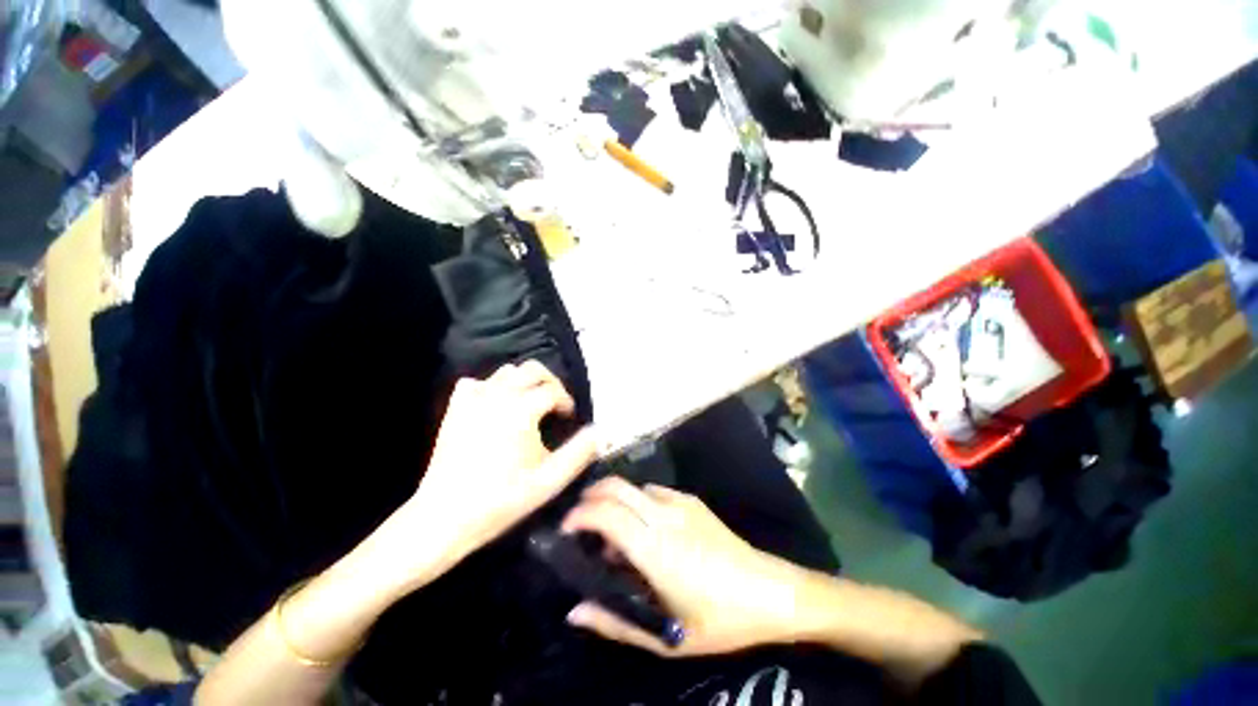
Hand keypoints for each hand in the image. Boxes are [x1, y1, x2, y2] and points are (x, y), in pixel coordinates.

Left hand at [392, 361, 599, 587]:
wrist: (445, 517)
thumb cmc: (502, 499)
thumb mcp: (550, 479)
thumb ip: (580, 452)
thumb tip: (601, 431)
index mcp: (521, 409)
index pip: (554, 391)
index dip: (566, 402)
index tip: (569, 418)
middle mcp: (498, 395)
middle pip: (532, 369)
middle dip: (549, 382)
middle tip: (554, 404)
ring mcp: (473, 400)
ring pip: (506, 372)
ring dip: (523, 383)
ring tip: (529, 405)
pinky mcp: (456, 409)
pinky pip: (477, 383)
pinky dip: (491, 388)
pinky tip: (496, 407)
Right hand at [560, 476, 810, 656]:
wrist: (770, 591)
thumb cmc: (719, 619)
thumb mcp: (666, 636)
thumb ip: (615, 622)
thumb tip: (575, 610)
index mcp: (655, 548)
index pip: (605, 513)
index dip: (578, 515)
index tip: (564, 530)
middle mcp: (664, 515)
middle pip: (615, 486)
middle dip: (590, 496)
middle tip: (580, 524)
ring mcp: (680, 502)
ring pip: (633, 487)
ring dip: (614, 500)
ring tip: (612, 531)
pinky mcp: (692, 500)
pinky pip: (654, 492)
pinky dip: (637, 502)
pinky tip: (645, 527)